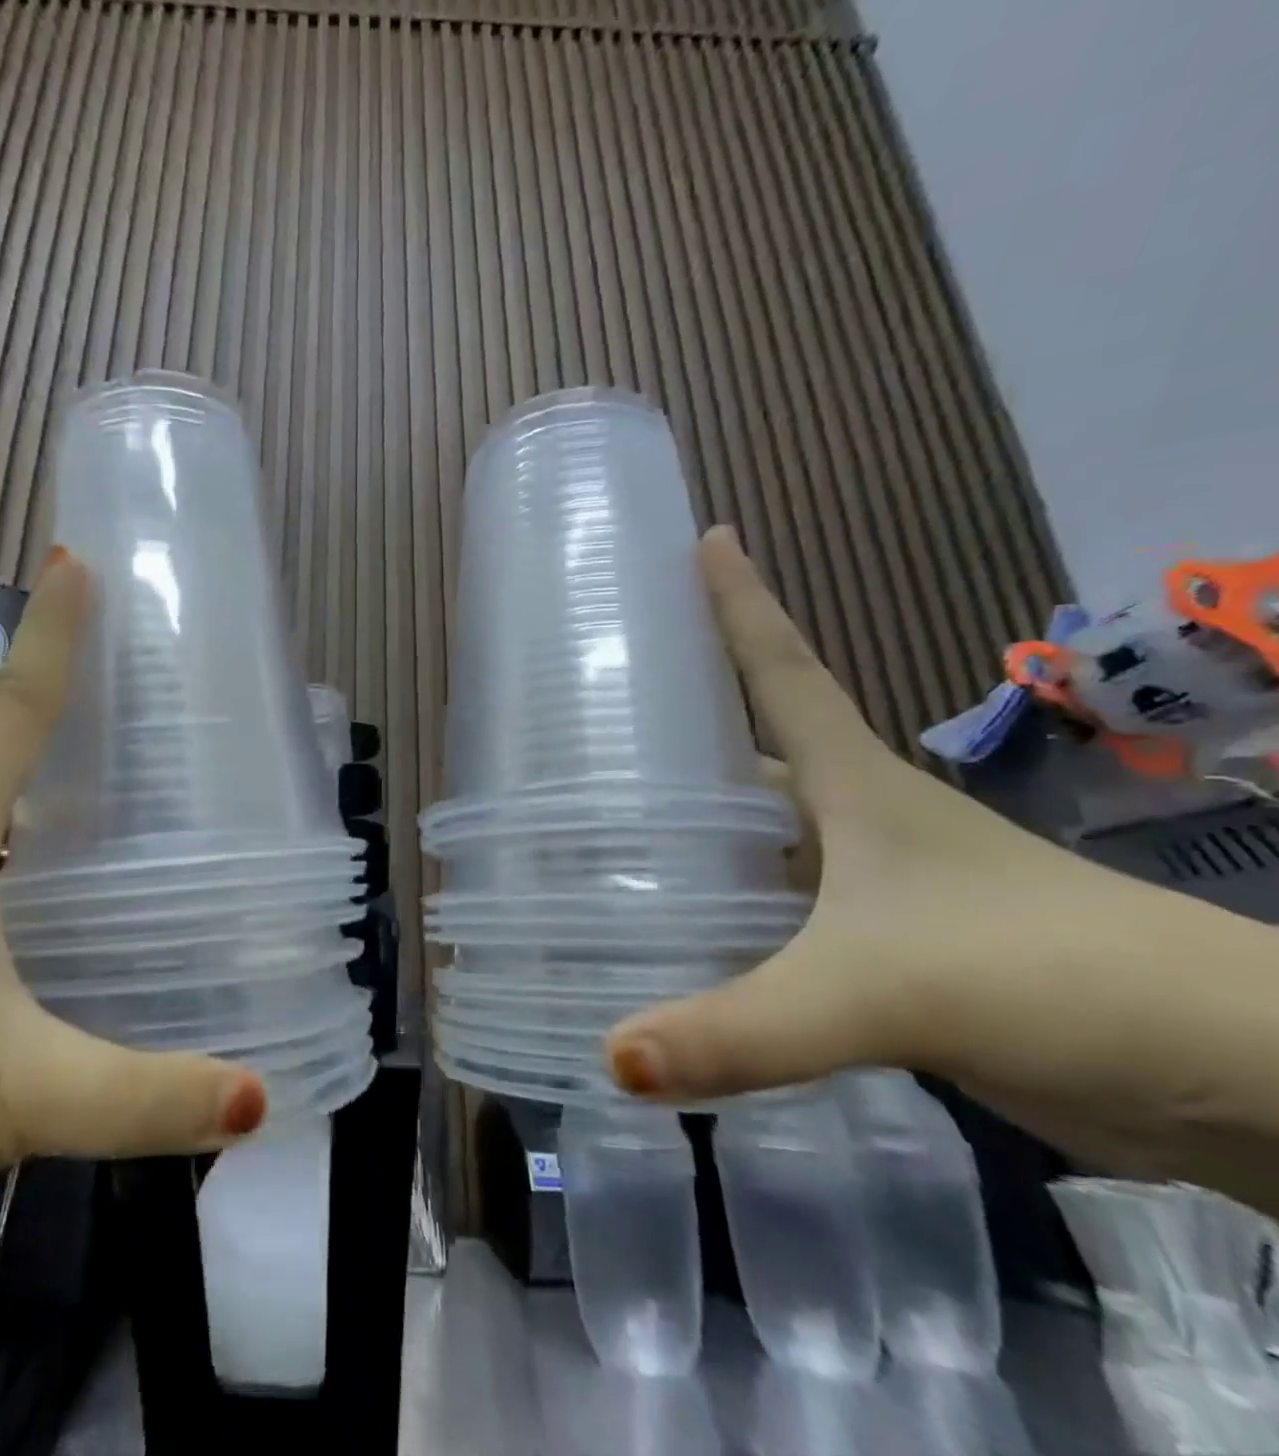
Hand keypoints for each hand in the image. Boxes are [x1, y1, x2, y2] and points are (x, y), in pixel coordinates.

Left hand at [0, 548, 265, 1295]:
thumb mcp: (6, 1094)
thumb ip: (141, 1097)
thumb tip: (257, 1100)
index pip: (10, 712)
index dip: (51, 634)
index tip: (78, 559)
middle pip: (1, 759)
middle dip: (71, 716)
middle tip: (156, 698)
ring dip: (49, 802)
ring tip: (134, 800)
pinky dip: (26, 877)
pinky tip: (65, 917)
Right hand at [605, 528, 1278, 1210]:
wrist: (1230, 1081)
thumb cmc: (1049, 975)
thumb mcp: (882, 991)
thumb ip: (744, 1028)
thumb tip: (610, 1055)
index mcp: (852, 787)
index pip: (781, 672)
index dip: (740, 604)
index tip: (704, 538)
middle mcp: (851, 825)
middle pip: (744, 766)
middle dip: (670, 748)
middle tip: (577, 747)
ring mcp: (865, 894)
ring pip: (751, 853)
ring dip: (687, 848)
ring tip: (595, 851)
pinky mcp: (877, 959)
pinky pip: (771, 926)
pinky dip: (719, 928)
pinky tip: (667, 948)